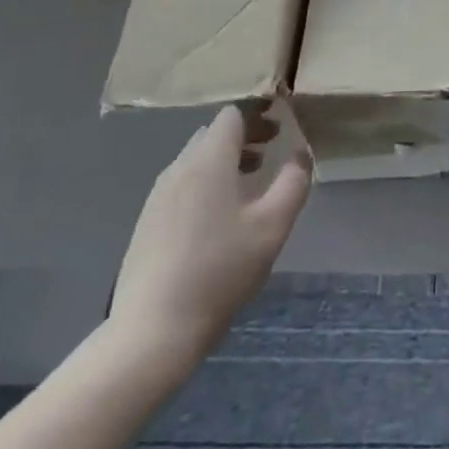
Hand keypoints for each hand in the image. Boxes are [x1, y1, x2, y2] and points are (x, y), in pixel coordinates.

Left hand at [107, 104, 310, 371]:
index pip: (233, 115)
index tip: (279, 126)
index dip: (258, 114)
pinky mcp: (147, 224)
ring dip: (224, 162)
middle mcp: (179, 167)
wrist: (151, 333)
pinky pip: (181, 186)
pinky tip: (217, 219)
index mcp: (209, 159)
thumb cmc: (218, 272)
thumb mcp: (271, 228)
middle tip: (270, 152)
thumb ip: (293, 184)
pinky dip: (204, 185)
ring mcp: (158, 196)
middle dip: (244, 137)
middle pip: (213, 134)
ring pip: (195, 161)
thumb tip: (301, 155)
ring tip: (249, 184)